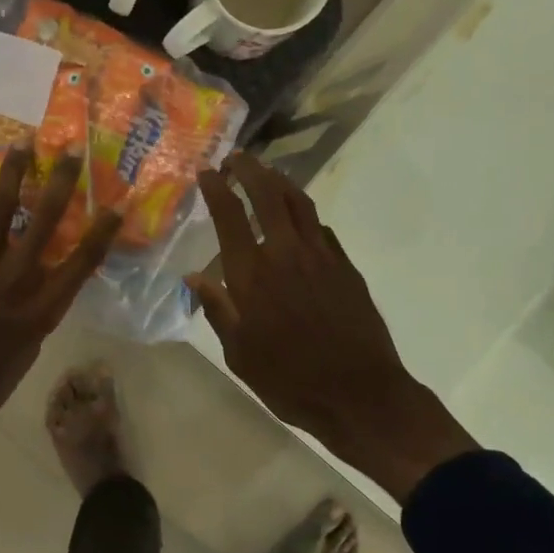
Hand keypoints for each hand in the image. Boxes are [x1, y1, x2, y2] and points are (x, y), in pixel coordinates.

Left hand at [0, 146, 120, 446]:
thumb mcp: (28, 353)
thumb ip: (40, 311)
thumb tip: (46, 275)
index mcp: (38, 315)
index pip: (79, 265)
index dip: (100, 233)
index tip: (115, 206)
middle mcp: (10, 288)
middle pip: (40, 228)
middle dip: (59, 186)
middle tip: (71, 152)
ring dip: (12, 179)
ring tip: (22, 147)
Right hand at [188, 153, 476, 500]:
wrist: (359, 394)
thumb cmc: (289, 380)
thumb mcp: (240, 353)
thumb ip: (218, 310)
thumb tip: (194, 278)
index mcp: (252, 275)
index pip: (230, 216)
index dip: (217, 189)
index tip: (207, 172)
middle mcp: (286, 254)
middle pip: (268, 195)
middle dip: (250, 170)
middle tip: (237, 158)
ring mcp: (322, 256)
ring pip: (299, 203)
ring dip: (280, 181)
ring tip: (267, 173)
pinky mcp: (346, 267)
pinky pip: (321, 228)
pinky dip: (304, 215)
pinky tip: (299, 220)